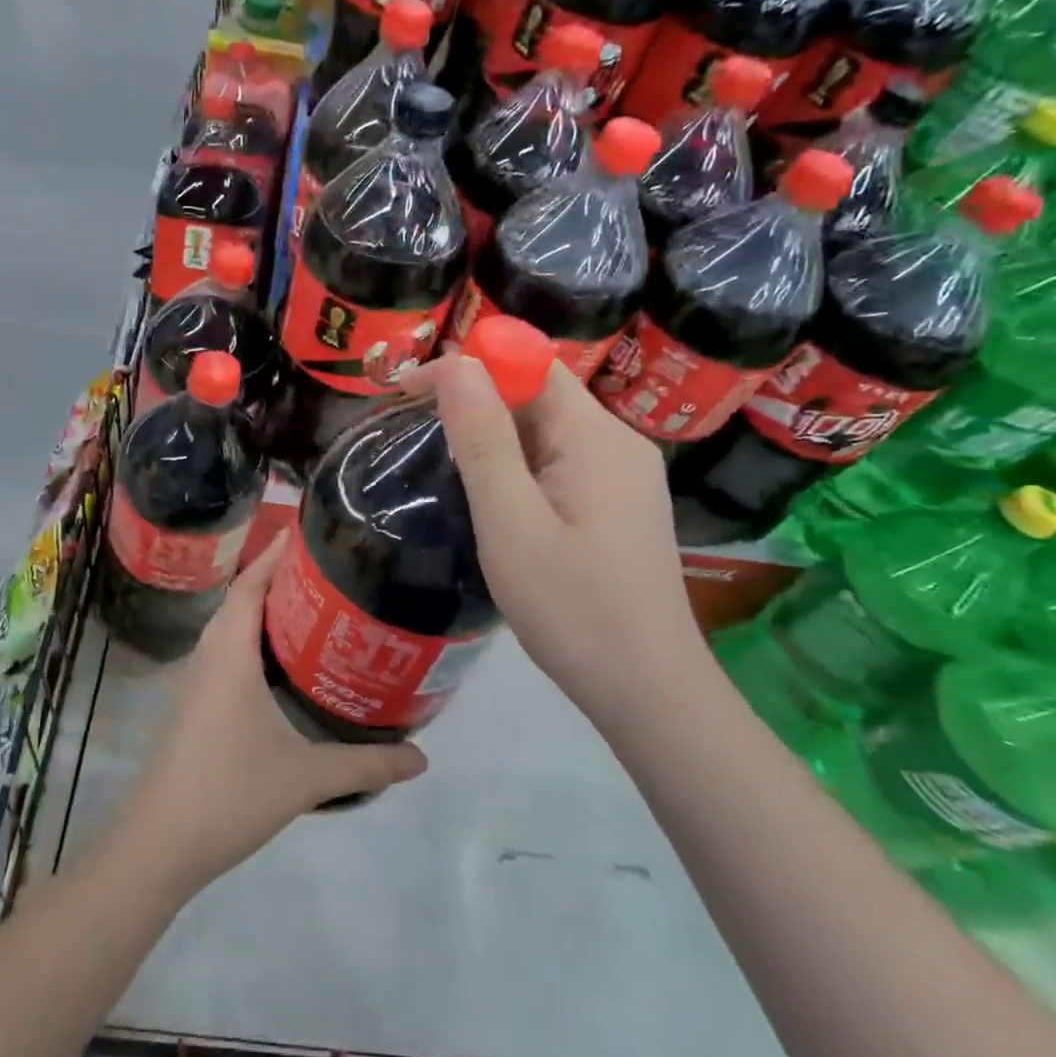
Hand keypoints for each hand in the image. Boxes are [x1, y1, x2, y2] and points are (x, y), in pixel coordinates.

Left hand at [111, 532, 427, 900]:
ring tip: (313, 603)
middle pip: (241, 597)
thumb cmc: (229, 792)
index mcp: (230, 653)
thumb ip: (365, 765)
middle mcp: (210, 655)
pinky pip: (227, 652)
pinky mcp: (196, 704)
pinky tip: (284, 661)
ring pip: (231, 626)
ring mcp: (198, 681)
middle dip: (278, 575)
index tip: (310, 532)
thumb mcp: (305, 778)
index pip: (250, 584)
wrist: (159, 844)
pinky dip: (254, 639)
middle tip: (327, 566)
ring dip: (263, 607)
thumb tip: (422, 759)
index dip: (276, 554)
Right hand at [404, 353, 704, 723]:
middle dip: (475, 402)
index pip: (530, 366)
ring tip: (443, 467)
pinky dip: (517, 466)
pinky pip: (559, 463)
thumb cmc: (573, 609)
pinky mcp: (618, 505)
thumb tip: (456, 364)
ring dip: (493, 436)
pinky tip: (492, 498)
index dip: (468, 366)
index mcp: (597, 437)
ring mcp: (623, 476)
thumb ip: (483, 440)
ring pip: (546, 432)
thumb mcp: (511, 523)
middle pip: (539, 395)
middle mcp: (618, 443)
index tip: (408, 392)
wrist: (648, 692)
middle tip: (414, 433)